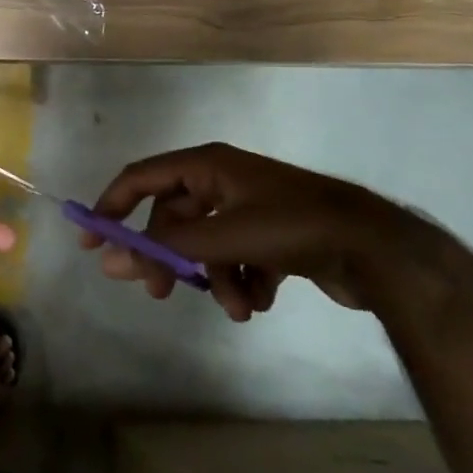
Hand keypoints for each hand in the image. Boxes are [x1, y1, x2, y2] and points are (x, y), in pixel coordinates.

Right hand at [84, 143, 449, 320]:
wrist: (379, 249)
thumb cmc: (293, 227)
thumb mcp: (222, 237)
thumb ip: (165, 249)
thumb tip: (110, 260)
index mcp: (207, 166)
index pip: (140, 178)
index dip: (111, 206)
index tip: (93, 242)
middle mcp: (223, 181)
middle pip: (174, 218)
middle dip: (170, 258)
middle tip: (158, 292)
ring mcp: (250, 208)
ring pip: (208, 246)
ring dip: (214, 280)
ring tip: (236, 307)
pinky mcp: (274, 237)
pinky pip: (238, 259)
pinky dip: (242, 282)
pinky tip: (260, 301)